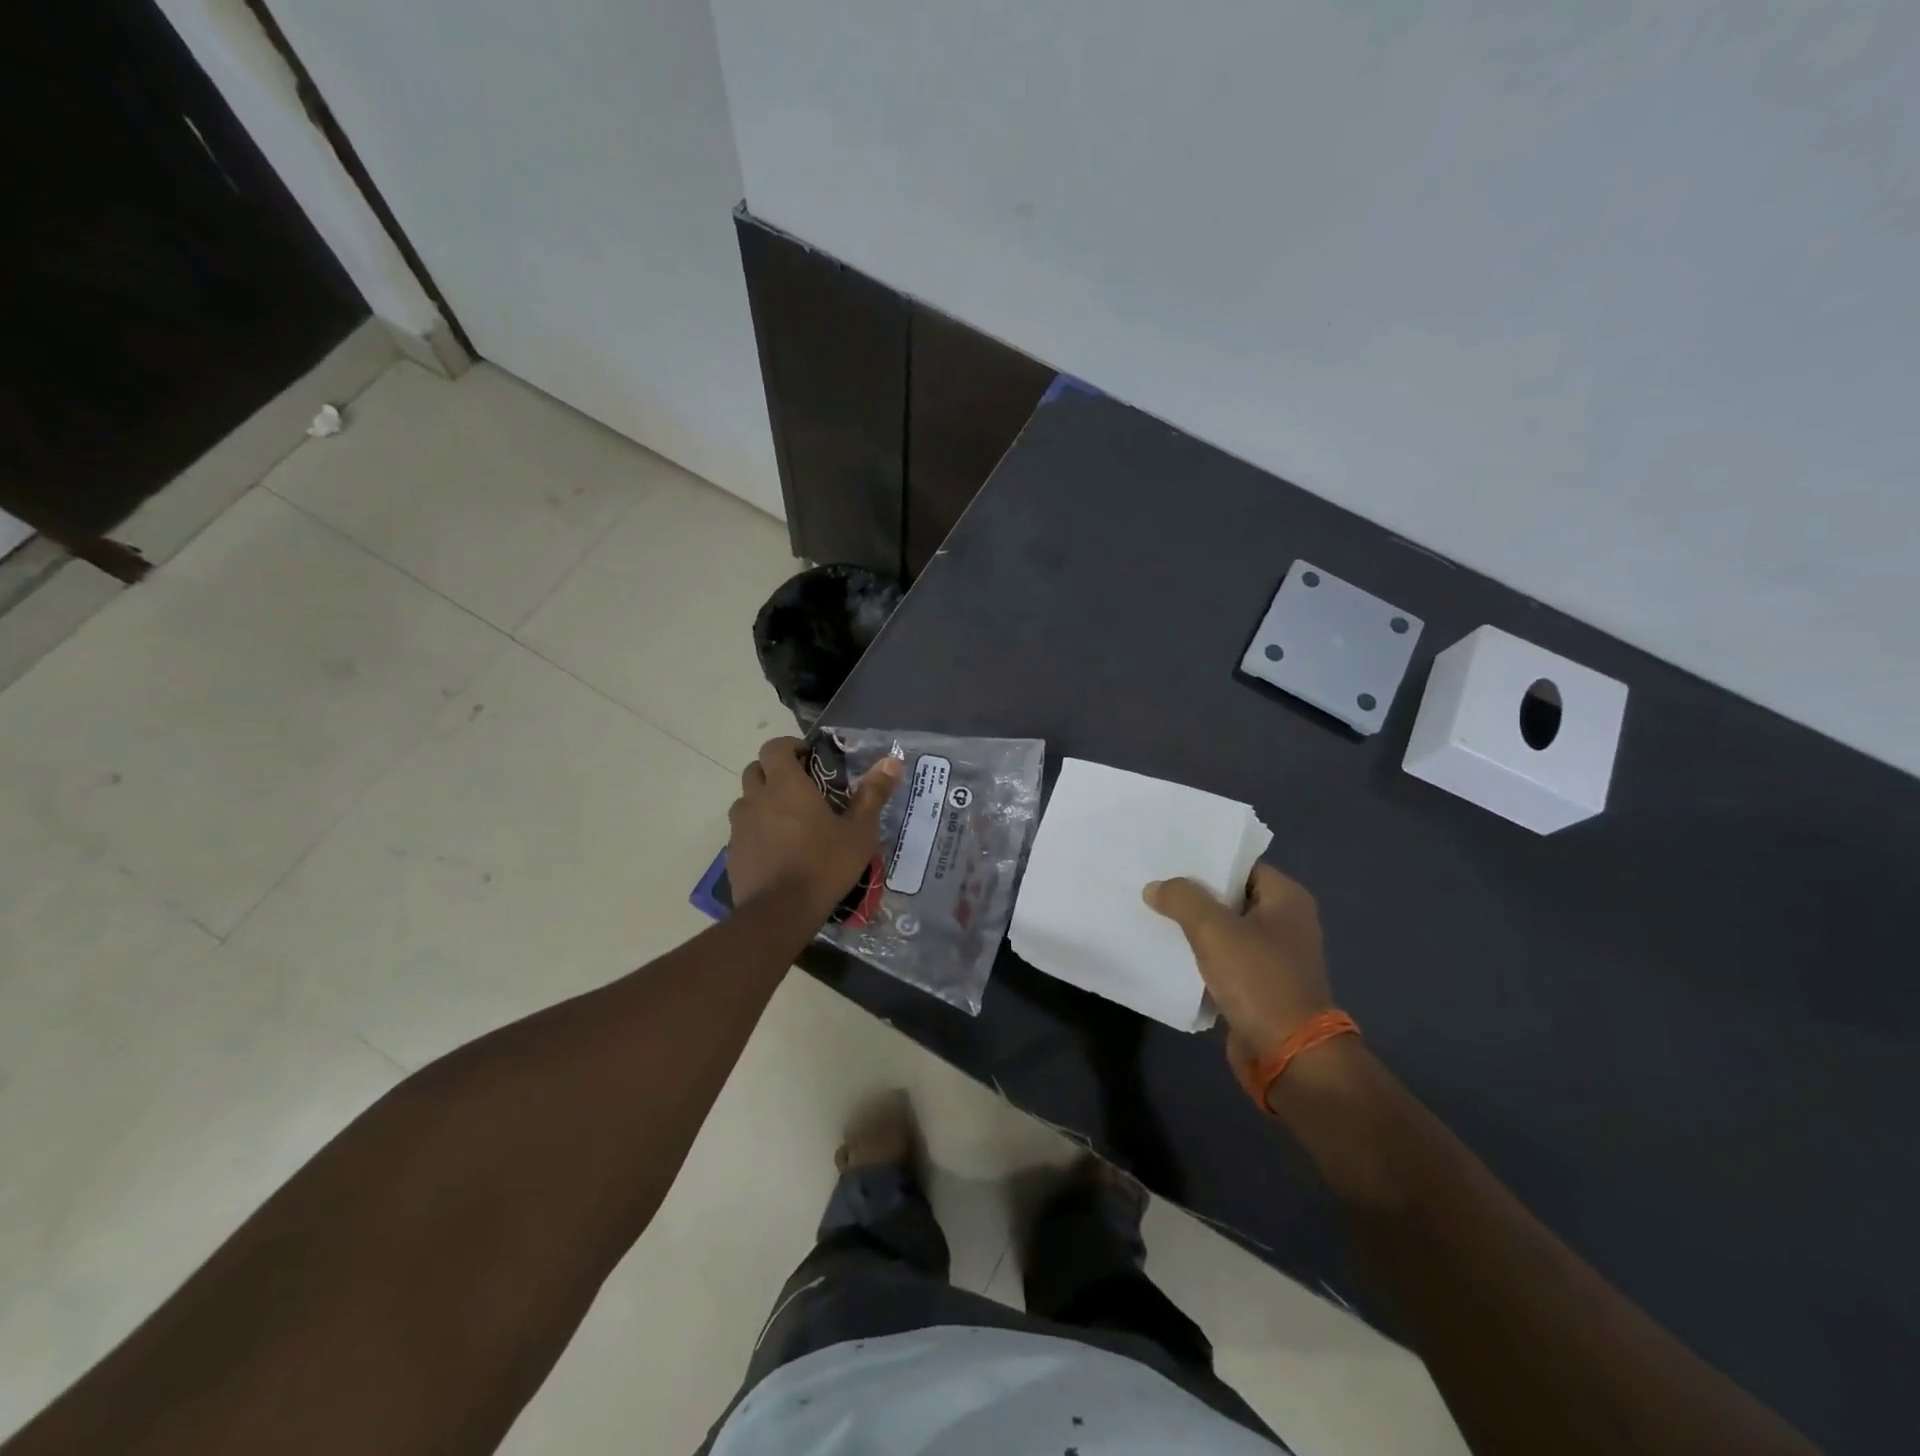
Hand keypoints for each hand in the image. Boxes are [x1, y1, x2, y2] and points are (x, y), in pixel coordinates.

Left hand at [728, 737, 902, 912]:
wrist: (780, 913)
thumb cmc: (824, 865)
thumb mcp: (859, 832)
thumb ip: (873, 794)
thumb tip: (891, 761)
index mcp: (786, 785)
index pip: (774, 747)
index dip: (789, 746)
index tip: (808, 758)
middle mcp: (756, 798)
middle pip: (756, 770)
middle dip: (775, 772)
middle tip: (800, 788)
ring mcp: (739, 826)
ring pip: (746, 800)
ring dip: (763, 801)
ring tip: (788, 820)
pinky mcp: (732, 852)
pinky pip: (742, 830)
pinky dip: (756, 830)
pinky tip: (777, 850)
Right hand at [1143, 864, 1332, 1080]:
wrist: (1289, 1055)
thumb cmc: (1259, 981)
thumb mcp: (1214, 930)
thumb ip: (1182, 899)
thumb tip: (1156, 887)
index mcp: (1286, 899)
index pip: (1240, 865)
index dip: (1205, 860)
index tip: (1168, 858)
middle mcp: (1285, 922)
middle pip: (1231, 896)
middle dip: (1194, 894)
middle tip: (1152, 883)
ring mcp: (1273, 956)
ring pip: (1224, 929)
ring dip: (1194, 926)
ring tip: (1152, 913)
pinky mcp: (1260, 985)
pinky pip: (1224, 959)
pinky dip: (1200, 955)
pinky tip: (1168, 951)